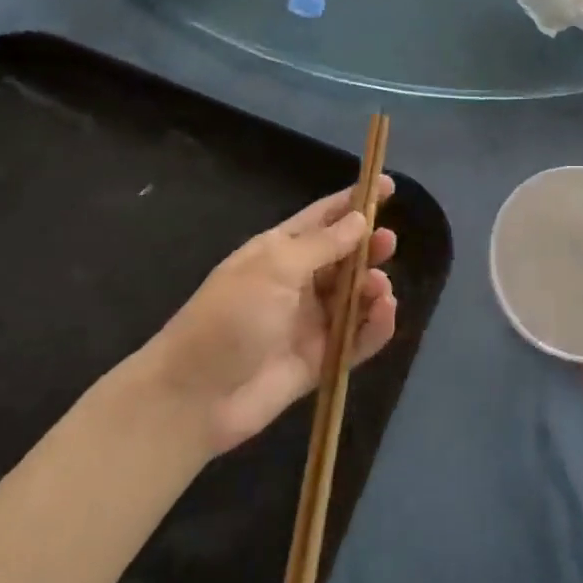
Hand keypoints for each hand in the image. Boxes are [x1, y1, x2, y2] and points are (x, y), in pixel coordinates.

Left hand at [135, 178, 397, 457]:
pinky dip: (376, 326)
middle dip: (369, 247)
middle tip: (389, 243)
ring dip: (373, 287)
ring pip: (355, 297)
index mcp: (280, 252)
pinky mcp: (320, 359)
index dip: (354, 201)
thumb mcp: (274, 268)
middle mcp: (298, 283)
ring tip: (379, 288)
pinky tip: (385, 314)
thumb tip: (359, 218)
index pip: (324, 218)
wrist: (194, 397)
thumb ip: (323, 244)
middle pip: (345, 257)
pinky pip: (358, 338)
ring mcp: (310, 322)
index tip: (389, 185)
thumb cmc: (229, 317)